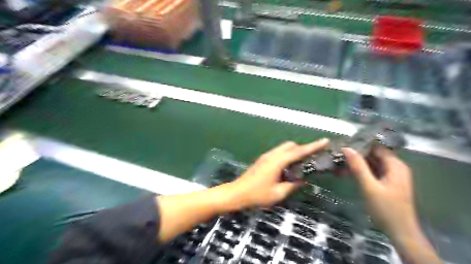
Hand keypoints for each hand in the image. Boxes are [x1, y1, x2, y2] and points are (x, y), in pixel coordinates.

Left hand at [225, 138, 327, 209]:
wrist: (237, 193)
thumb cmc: (257, 195)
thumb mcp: (278, 193)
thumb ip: (292, 185)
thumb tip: (303, 180)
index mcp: (277, 162)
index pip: (298, 151)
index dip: (312, 146)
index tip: (324, 141)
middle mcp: (272, 155)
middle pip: (290, 145)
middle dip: (303, 148)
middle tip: (313, 157)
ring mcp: (266, 156)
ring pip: (284, 148)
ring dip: (294, 152)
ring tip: (303, 163)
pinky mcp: (263, 160)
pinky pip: (279, 153)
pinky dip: (287, 155)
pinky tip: (290, 167)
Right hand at [343, 147, 414, 237]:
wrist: (399, 232)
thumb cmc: (386, 209)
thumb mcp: (369, 187)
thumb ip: (358, 167)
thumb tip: (346, 148)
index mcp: (395, 165)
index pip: (376, 147)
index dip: (360, 145)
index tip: (343, 145)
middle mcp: (395, 167)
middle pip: (373, 154)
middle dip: (356, 154)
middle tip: (337, 154)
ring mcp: (391, 175)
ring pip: (371, 163)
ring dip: (356, 163)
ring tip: (338, 162)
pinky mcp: (386, 183)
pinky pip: (371, 171)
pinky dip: (360, 171)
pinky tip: (346, 172)